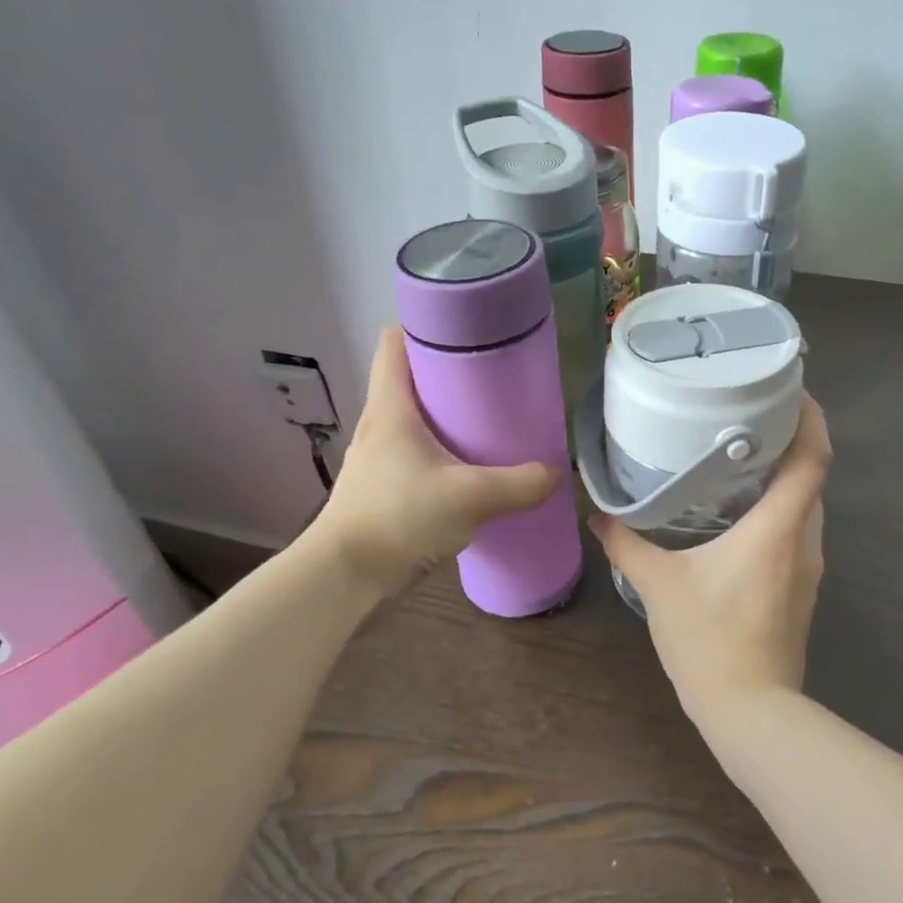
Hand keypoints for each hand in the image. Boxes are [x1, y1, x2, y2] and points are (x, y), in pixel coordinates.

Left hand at [311, 326, 559, 598]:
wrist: (346, 577)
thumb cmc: (400, 518)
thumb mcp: (471, 497)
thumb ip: (520, 484)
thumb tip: (557, 474)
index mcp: (391, 406)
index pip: (394, 341)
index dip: (424, 326)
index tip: (464, 330)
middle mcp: (379, 423)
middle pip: (410, 378)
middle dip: (449, 373)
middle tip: (493, 379)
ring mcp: (377, 457)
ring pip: (414, 419)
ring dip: (446, 416)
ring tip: (487, 423)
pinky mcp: (382, 487)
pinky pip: (415, 454)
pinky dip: (441, 452)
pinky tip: (469, 470)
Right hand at [590, 395, 831, 721]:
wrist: (750, 710)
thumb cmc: (709, 638)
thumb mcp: (659, 585)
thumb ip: (626, 544)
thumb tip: (598, 515)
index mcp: (779, 527)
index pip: (813, 458)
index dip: (810, 418)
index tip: (791, 389)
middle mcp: (805, 540)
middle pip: (812, 477)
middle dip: (790, 443)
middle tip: (749, 419)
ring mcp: (808, 568)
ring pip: (805, 508)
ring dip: (783, 480)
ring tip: (741, 460)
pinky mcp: (802, 590)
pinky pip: (797, 533)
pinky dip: (778, 512)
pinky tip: (740, 516)